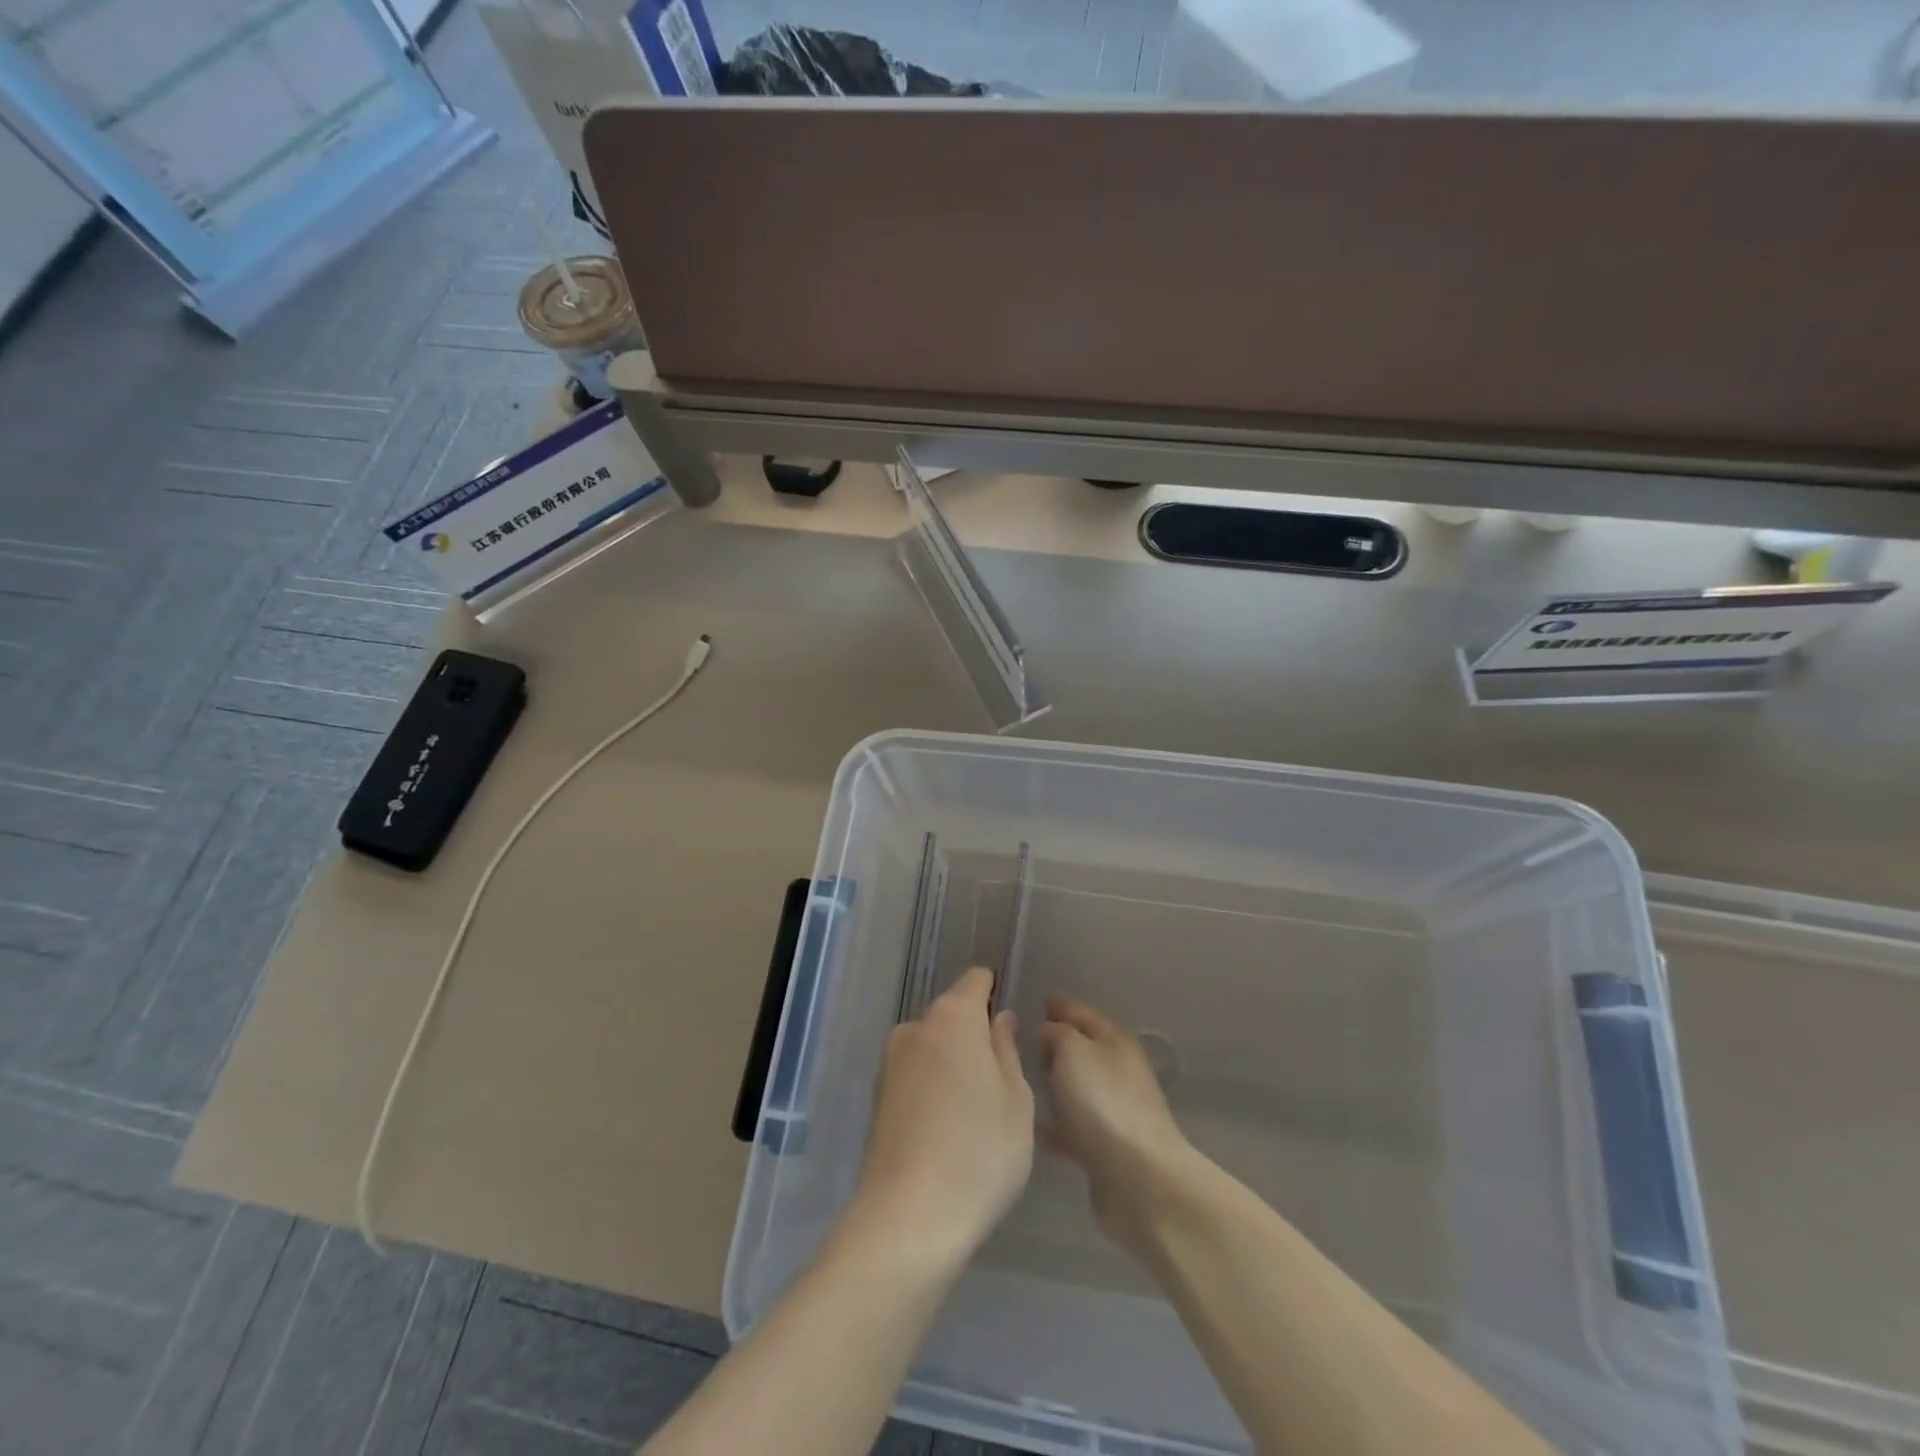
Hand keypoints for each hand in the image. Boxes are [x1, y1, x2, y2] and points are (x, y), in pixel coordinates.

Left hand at [847, 967, 1034, 1267]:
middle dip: (974, 1035)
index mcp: (954, 1016)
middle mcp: (916, 1027)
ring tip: (974, 1114)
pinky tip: (946, 1130)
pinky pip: (915, 1075)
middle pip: (952, 1015)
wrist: (908, 1217)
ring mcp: (891, 1062)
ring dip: (951, 1064)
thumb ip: (1007, 1049)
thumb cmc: (979, 1151)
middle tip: (1000, 1081)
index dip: (994, 993)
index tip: (1009, 1025)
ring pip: (932, 1047)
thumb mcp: (1015, 1100)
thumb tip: (999, 1018)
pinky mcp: (877, 1097)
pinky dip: (932, 1088)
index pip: (976, 981)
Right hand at [1039, 996, 1195, 1260]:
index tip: (1036, 1003)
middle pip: (1081, 1049)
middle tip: (1022, 1044)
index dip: (1059, 1005)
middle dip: (1055, 1044)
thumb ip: (1057, 1033)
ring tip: (1022, 1083)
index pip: (1082, 1012)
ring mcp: (1115, 1109)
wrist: (1138, 1179)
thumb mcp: (1073, 1051)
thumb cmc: (1102, 1102)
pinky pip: (1074, 1126)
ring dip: (1055, 1084)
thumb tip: (1048, 1030)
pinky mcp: (1107, 1147)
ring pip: (1077, 1087)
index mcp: (1114, 1039)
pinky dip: (1056, 1125)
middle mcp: (1118, 1069)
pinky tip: (1032, 1128)